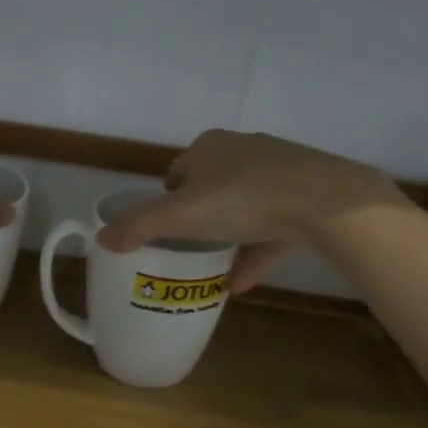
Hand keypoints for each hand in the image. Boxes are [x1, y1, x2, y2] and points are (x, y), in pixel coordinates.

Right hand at [96, 129, 402, 291]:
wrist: (326, 201)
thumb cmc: (243, 200)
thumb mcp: (181, 216)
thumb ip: (139, 227)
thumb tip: (101, 238)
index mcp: (208, 147)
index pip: (178, 172)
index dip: (167, 202)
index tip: (167, 232)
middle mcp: (241, 149)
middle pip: (210, 188)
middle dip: (200, 219)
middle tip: (191, 251)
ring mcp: (278, 168)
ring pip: (244, 206)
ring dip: (230, 237)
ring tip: (217, 272)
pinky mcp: (306, 190)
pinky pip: (273, 222)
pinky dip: (257, 247)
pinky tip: (246, 281)